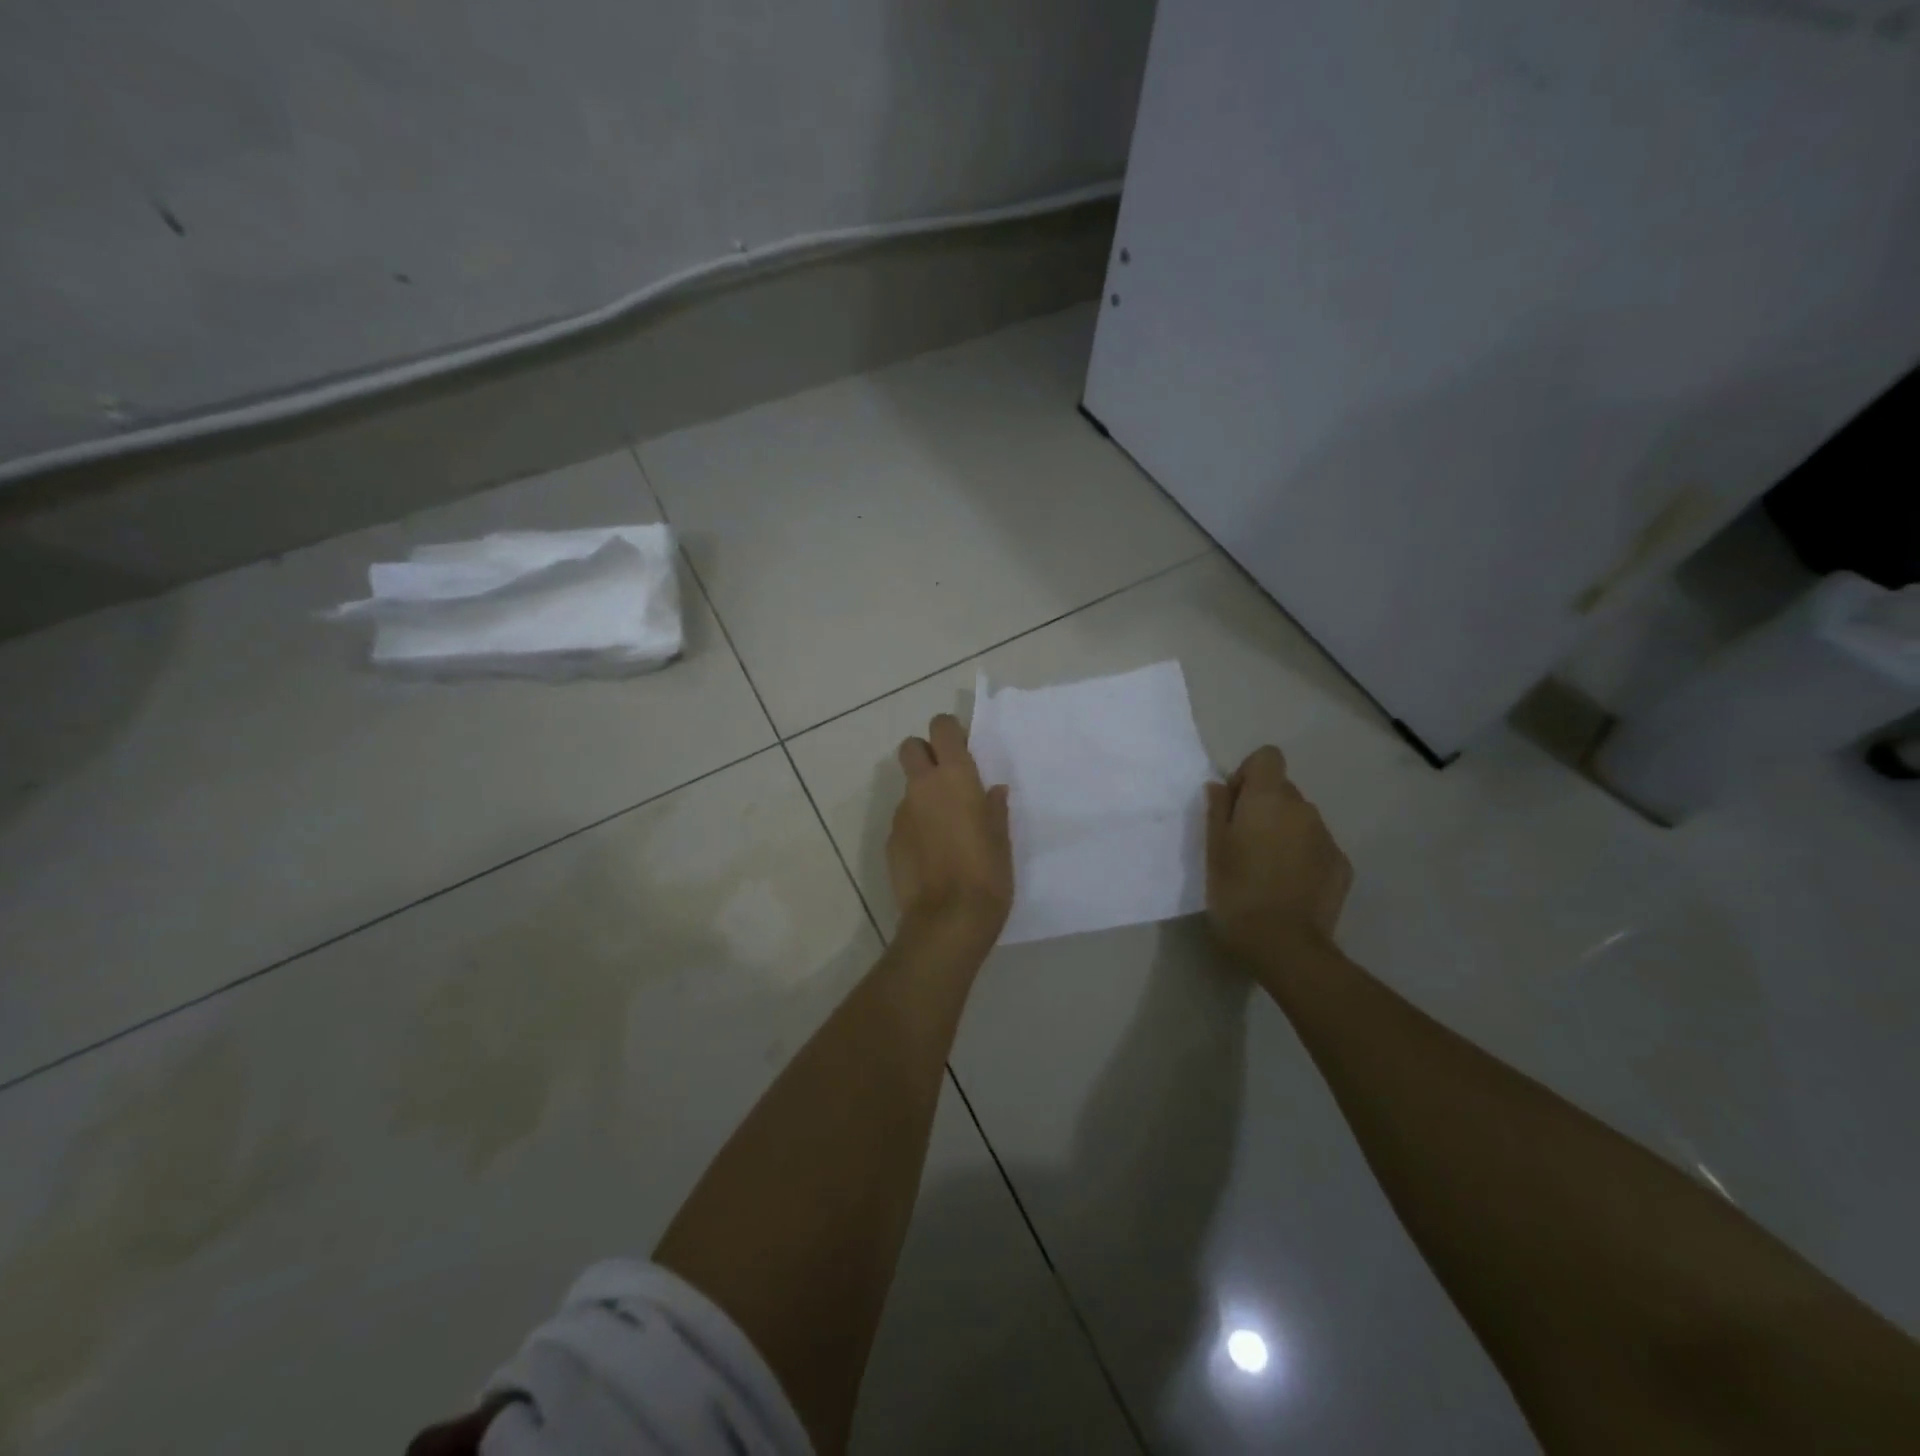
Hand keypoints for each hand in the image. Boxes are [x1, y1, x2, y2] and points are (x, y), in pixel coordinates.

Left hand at [889, 713, 1013, 949]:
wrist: (947, 920)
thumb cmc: (987, 873)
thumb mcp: (1001, 838)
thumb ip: (994, 808)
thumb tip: (992, 791)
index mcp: (955, 777)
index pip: (942, 727)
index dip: (949, 732)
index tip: (963, 749)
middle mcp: (923, 787)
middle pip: (911, 747)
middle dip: (925, 754)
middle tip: (947, 779)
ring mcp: (901, 814)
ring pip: (907, 788)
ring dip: (922, 795)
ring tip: (944, 828)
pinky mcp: (890, 840)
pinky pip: (903, 820)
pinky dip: (915, 826)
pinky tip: (931, 854)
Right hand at [1205, 745, 1351, 965]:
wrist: (1284, 946)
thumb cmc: (1236, 891)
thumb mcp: (1213, 849)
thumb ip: (1218, 810)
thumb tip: (1221, 787)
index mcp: (1269, 799)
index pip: (1268, 757)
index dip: (1248, 775)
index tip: (1234, 806)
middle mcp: (1304, 809)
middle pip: (1283, 790)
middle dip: (1264, 807)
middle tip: (1243, 844)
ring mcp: (1327, 838)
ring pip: (1300, 820)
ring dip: (1283, 832)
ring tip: (1266, 869)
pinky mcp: (1342, 866)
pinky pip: (1316, 847)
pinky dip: (1302, 857)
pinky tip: (1288, 886)